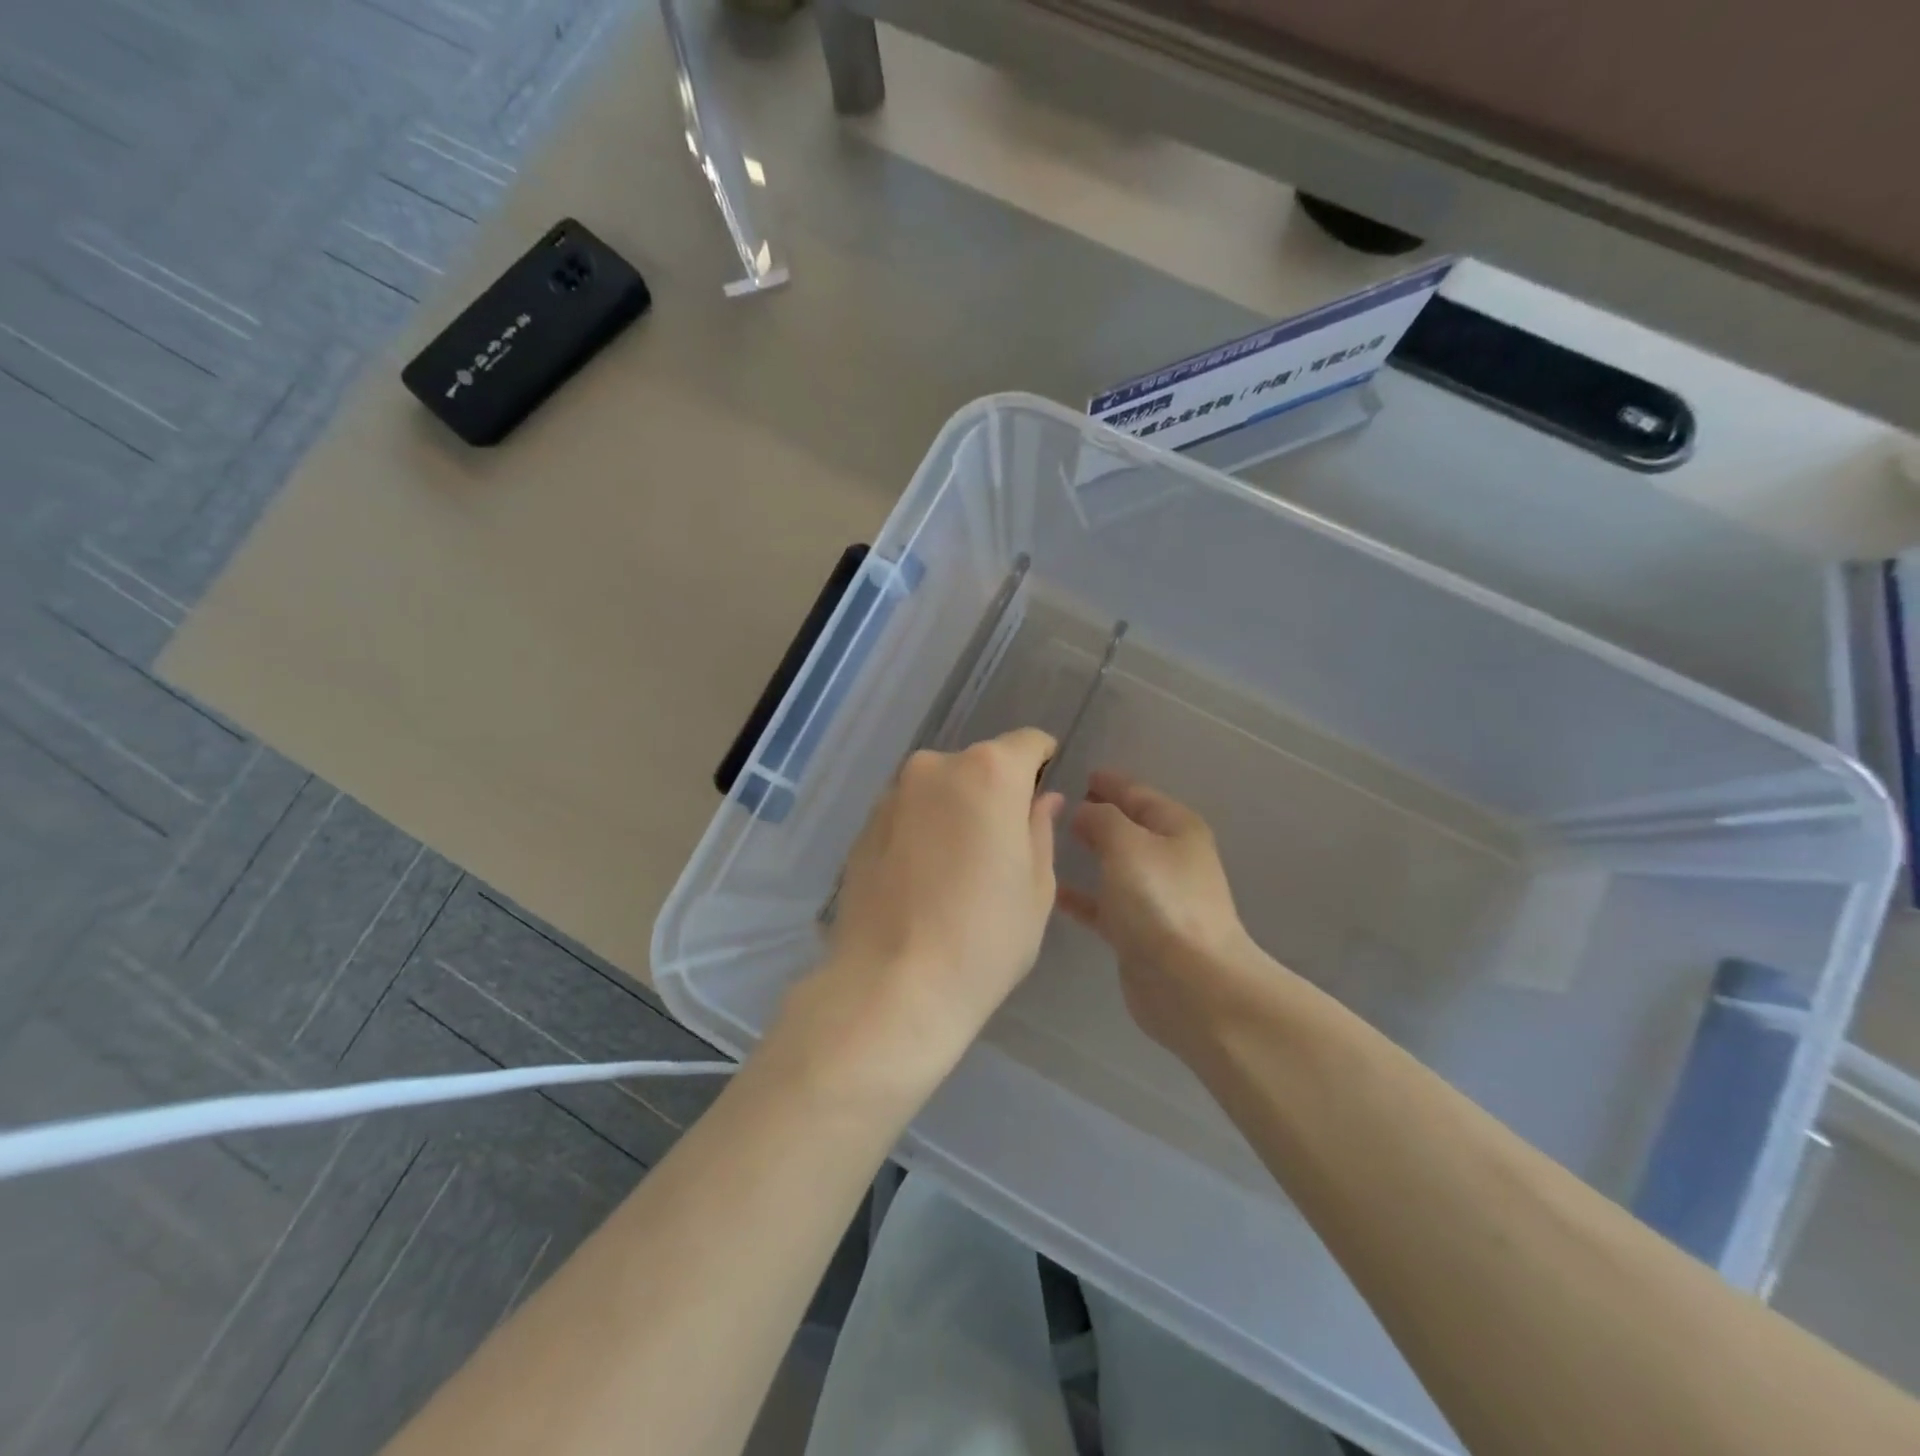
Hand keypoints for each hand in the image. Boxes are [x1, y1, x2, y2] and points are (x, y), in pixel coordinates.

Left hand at [781, 729, 1064, 1097]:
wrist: (890, 986)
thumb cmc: (984, 938)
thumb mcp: (1035, 887)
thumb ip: (1039, 829)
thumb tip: (1042, 799)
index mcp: (988, 773)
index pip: (1026, 743)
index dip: (1041, 763)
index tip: (1042, 796)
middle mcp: (934, 768)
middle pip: (979, 766)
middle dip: (996, 794)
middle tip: (1002, 848)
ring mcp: (892, 796)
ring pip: (940, 791)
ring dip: (955, 813)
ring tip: (958, 872)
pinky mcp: (863, 827)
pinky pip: (909, 815)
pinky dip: (923, 832)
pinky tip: (924, 881)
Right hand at [1057, 770, 1278, 1063]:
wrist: (1190, 984)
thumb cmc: (1160, 902)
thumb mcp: (1127, 844)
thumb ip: (1100, 819)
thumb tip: (1083, 811)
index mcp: (1176, 828)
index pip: (1137, 793)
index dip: (1109, 782)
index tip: (1076, 773)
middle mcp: (1169, 858)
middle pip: (1127, 827)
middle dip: (1095, 815)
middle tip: (1054, 805)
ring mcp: (1155, 897)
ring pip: (1114, 865)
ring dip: (1087, 853)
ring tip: (1045, 842)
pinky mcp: (1139, 932)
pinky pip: (1103, 903)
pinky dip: (1081, 895)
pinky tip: (1049, 891)